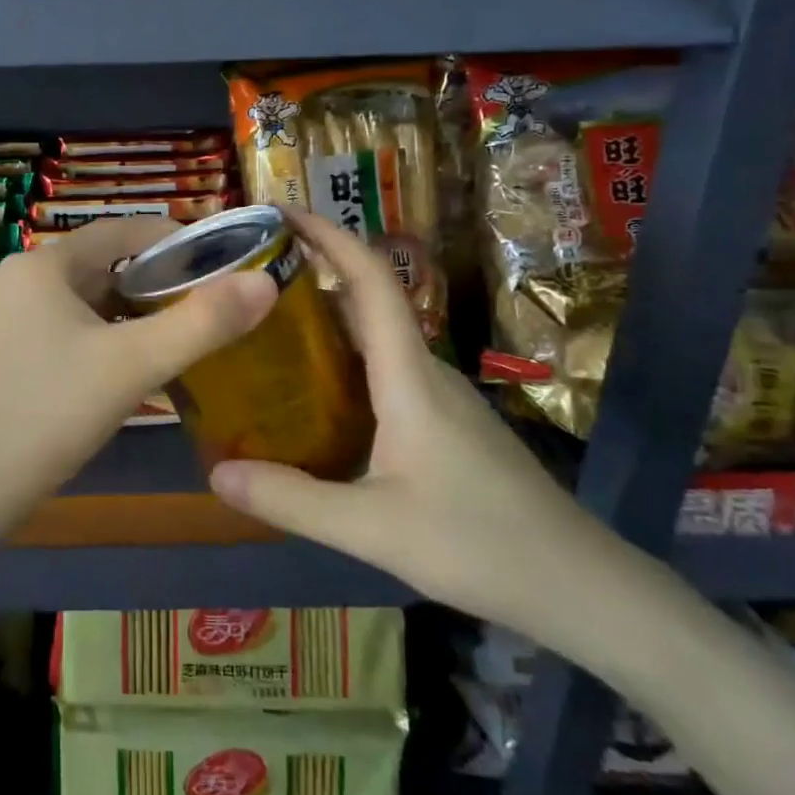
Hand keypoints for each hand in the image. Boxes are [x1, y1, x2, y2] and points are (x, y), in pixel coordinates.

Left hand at [0, 217, 275, 534]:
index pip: (120, 230)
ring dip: (122, 314)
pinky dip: (90, 337)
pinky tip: (113, 371)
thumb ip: (202, 323)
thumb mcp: (132, 367)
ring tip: (167, 339)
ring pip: (75, 302)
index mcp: (42, 265)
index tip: (216, 262)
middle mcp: (12, 278)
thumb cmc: (45, 416)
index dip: (172, 240)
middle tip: (200, 309)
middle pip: (97, 266)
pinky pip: (52, 329)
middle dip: (150, 283)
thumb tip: (265, 283)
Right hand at [208, 210, 616, 643]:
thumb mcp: (371, 528)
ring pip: (375, 337)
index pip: (370, 280)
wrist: (578, 584)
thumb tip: (216, 473)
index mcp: (408, 374)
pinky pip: (384, 369)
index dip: (328, 236)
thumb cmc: (478, 543)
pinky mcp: (445, 421)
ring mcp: (439, 395)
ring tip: (266, 329)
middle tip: (250, 277)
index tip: (280, 211)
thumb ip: (292, 500)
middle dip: (313, 272)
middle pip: (367, 299)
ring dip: (326, 319)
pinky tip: (314, 395)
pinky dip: (342, 360)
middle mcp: (424, 369)